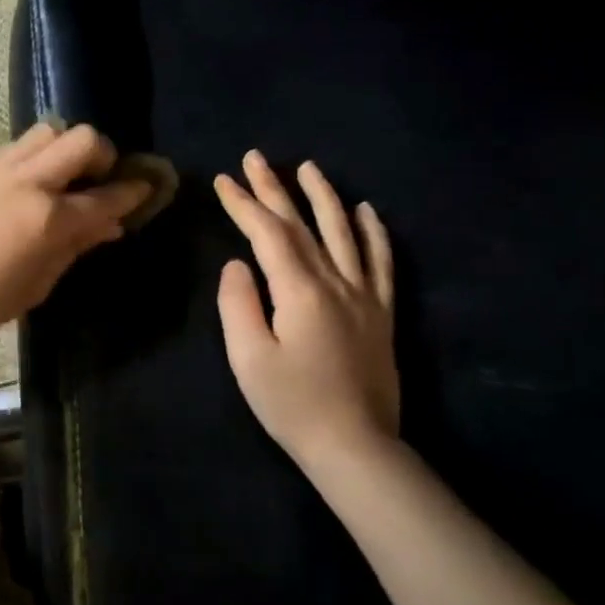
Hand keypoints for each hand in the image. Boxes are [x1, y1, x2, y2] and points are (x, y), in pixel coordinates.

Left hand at [0, 121, 150, 345]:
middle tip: (100, 182)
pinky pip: (21, 144)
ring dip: (67, 148)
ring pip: (51, 130)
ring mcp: (2, 166)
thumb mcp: (37, 285)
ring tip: (64, 178)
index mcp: (49, 218)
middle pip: (84, 139)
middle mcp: (30, 180)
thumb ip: (75, 248)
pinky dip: (38, 154)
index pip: (106, 196)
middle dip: (103, 156)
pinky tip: (32, 182)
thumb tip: (108, 226)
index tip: (147, 189)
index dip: (133, 192)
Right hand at [215, 151, 399, 472]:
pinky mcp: (382, 312)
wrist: (355, 447)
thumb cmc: (292, 405)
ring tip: (308, 167)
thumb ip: (239, 304)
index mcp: (299, 291)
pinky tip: (366, 211)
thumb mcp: (249, 358)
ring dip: (324, 196)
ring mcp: (364, 295)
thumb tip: (238, 264)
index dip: (243, 204)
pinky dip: (374, 233)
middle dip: (274, 188)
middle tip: (255, 158)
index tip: (223, 180)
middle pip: (302, 224)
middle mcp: (335, 282)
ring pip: (344, 232)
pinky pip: (381, 262)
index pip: (267, 233)